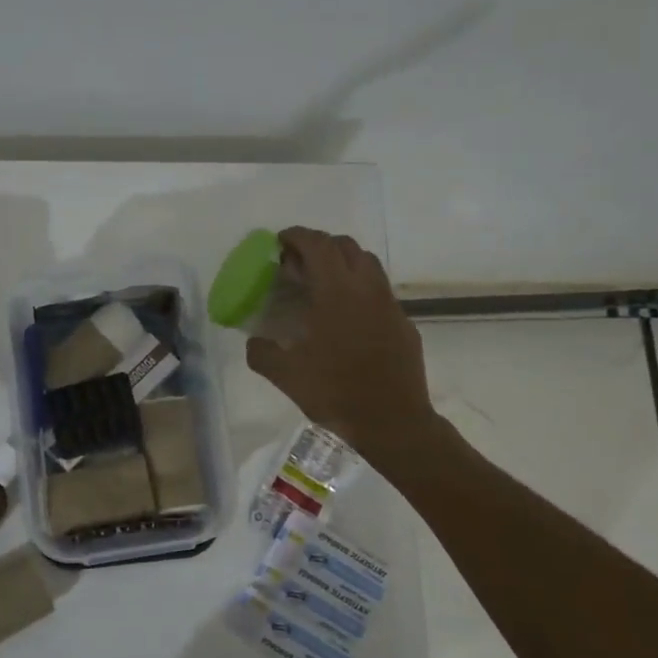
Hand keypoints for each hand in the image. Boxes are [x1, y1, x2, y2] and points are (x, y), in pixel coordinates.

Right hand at [245, 228, 437, 462]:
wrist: (393, 421)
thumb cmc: (336, 393)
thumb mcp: (286, 376)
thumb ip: (262, 353)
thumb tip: (253, 342)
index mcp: (336, 293)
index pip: (318, 245)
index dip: (297, 236)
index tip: (279, 242)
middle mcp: (366, 289)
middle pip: (345, 246)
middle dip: (320, 245)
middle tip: (298, 263)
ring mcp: (389, 305)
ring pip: (368, 264)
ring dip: (343, 262)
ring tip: (323, 284)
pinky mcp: (404, 323)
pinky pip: (380, 292)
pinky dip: (360, 289)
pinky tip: (347, 317)